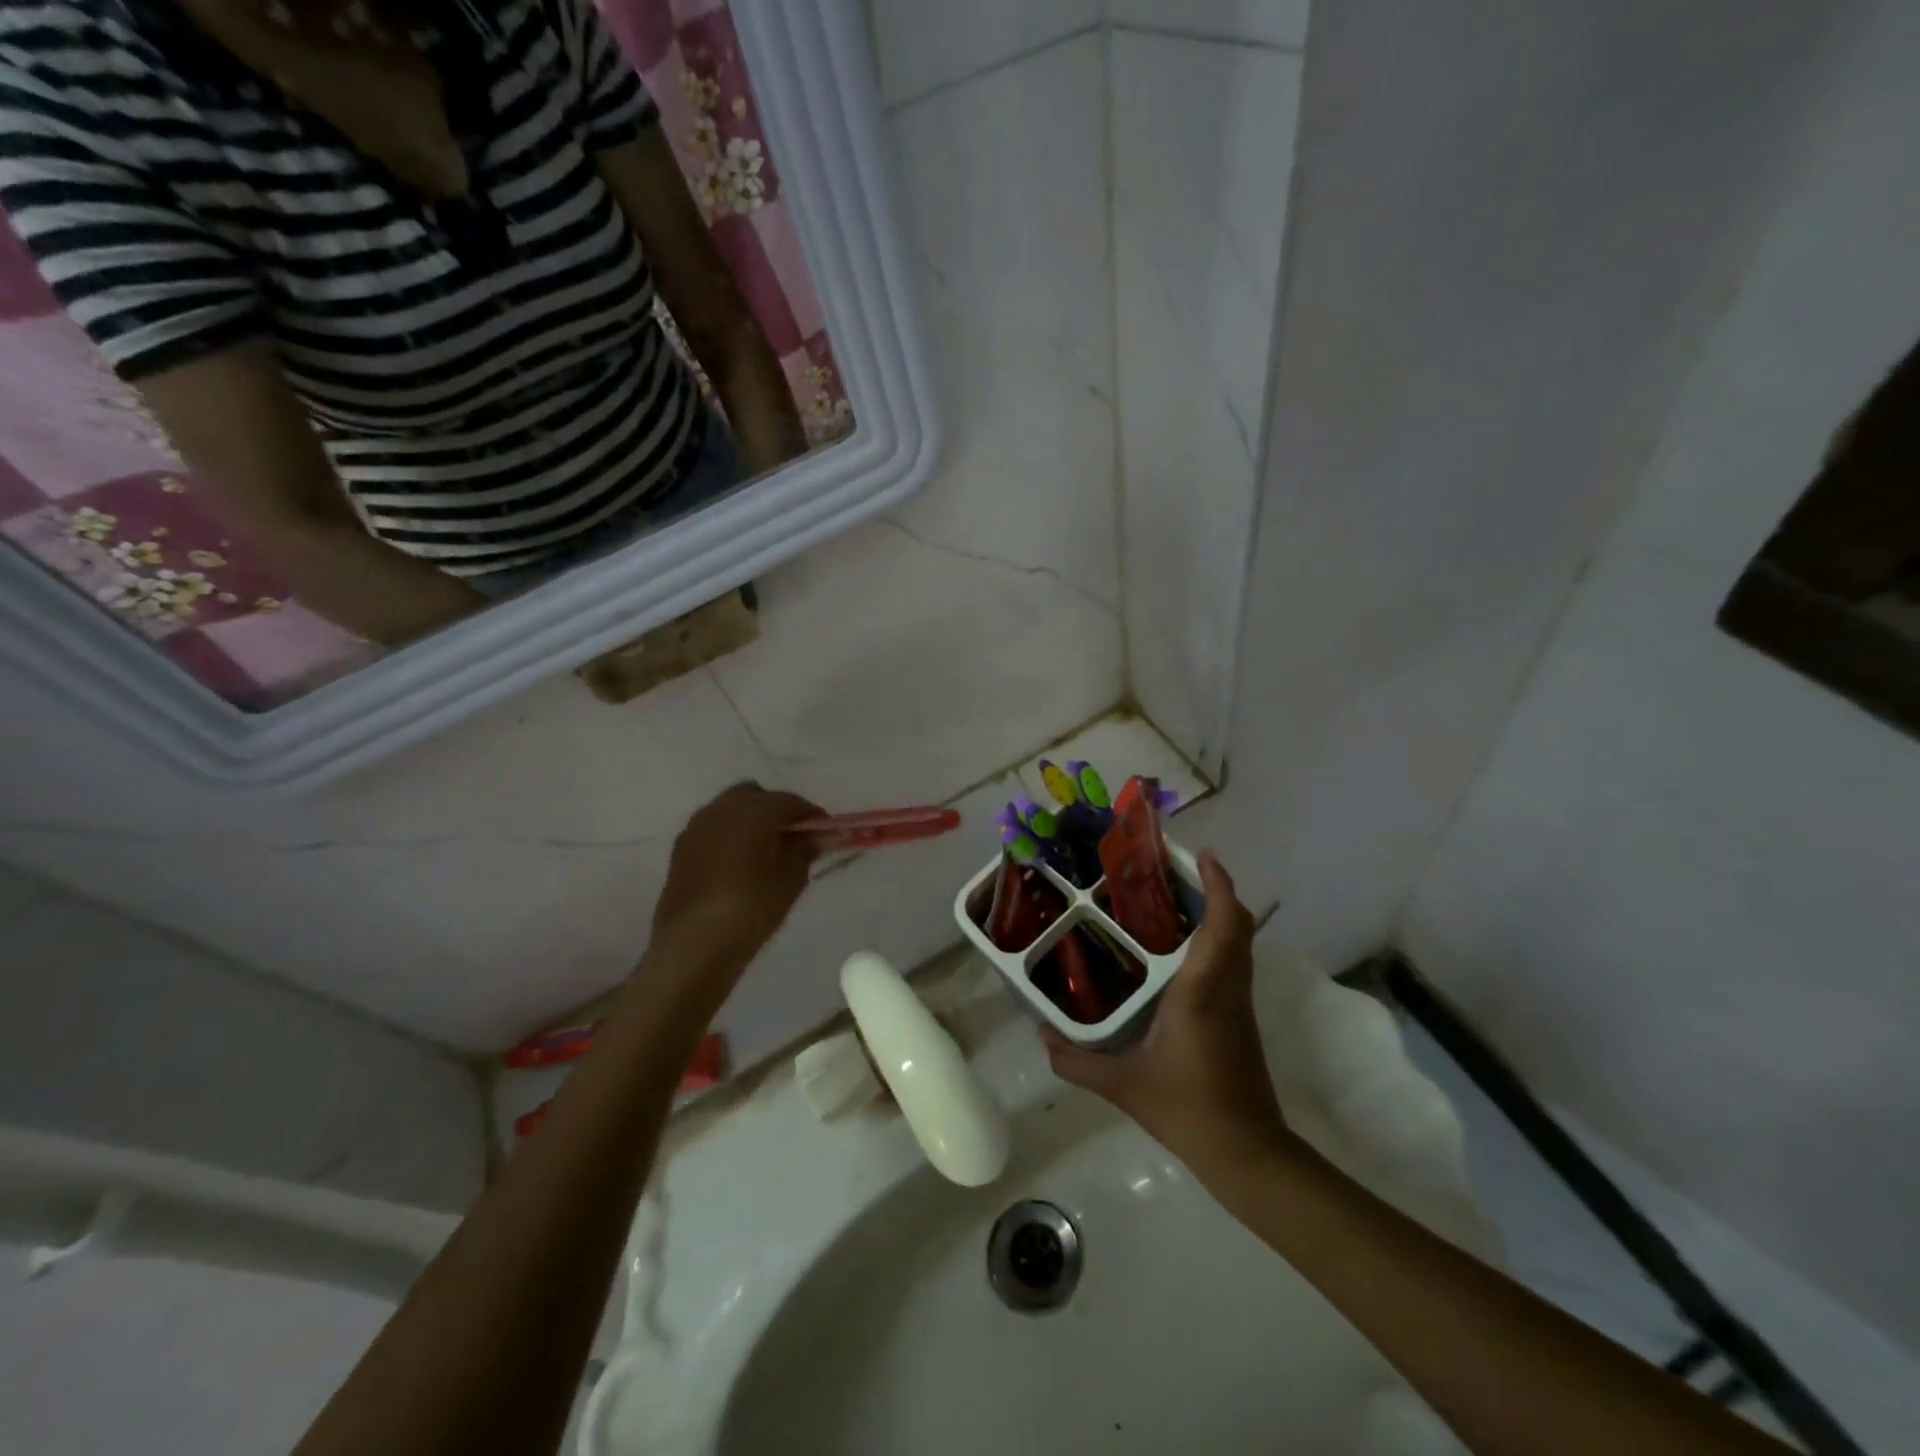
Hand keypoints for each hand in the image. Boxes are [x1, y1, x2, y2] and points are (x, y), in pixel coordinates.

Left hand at [650, 782, 822, 969]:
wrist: (693, 946)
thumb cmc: (751, 908)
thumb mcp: (790, 879)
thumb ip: (805, 849)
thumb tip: (817, 834)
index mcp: (752, 810)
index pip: (789, 801)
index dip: (811, 815)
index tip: (825, 833)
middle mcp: (720, 809)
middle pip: (756, 796)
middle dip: (776, 811)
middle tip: (794, 839)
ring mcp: (696, 827)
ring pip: (730, 810)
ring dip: (751, 821)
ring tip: (767, 852)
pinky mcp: (681, 849)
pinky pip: (713, 829)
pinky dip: (730, 836)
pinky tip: (740, 864)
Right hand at [1044, 853, 1291, 1174]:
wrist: (1247, 1152)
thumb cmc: (1187, 1108)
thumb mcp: (1123, 1086)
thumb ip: (1076, 1061)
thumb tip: (1040, 1035)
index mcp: (1202, 991)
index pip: (1224, 925)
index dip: (1219, 884)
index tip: (1202, 855)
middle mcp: (1227, 987)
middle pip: (1238, 925)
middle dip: (1215, 890)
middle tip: (1176, 872)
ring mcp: (1239, 1003)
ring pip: (1239, 943)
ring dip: (1218, 913)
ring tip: (1174, 901)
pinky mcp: (1240, 1019)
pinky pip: (1233, 963)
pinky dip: (1216, 940)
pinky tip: (1180, 952)